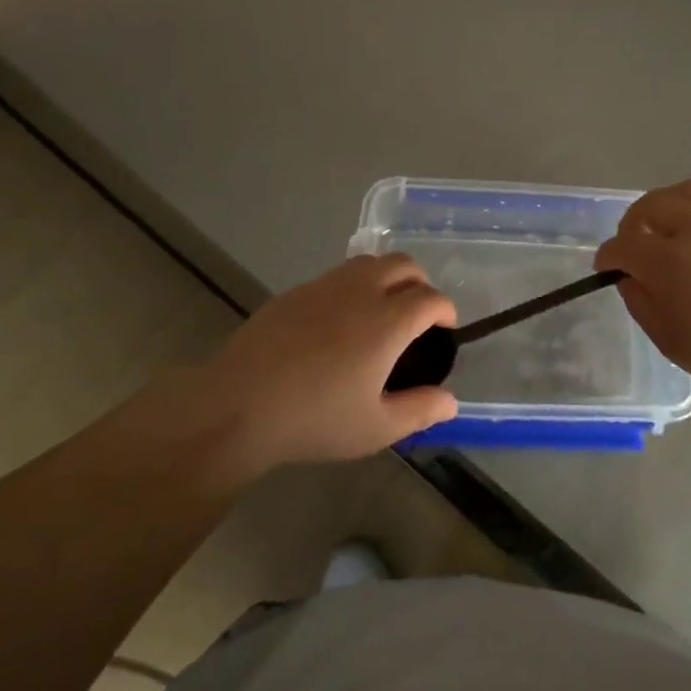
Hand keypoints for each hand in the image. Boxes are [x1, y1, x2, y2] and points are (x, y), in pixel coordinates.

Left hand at [204, 254, 458, 467]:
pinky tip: (339, 321)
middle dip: (420, 282)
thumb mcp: (376, 428)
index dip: (445, 310)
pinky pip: (336, 275)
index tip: (445, 328)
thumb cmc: (315, 420)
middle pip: (403, 264)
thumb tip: (451, 401)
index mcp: (387, 321)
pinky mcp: (295, 291)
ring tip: (382, 310)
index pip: (430, 298)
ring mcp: (324, 286)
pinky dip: (353, 286)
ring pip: (368, 262)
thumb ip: (419, 411)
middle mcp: (360, 292)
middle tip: (418, 313)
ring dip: (387, 277)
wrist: (239, 405)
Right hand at [597, 180, 690, 399]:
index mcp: (668, 261)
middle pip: (652, 204)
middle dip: (634, 221)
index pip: (623, 245)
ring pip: (688, 191)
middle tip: (635, 242)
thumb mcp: (667, 338)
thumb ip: (641, 302)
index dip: (608, 256)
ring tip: (669, 224)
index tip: (607, 267)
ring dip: (669, 204)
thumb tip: (630, 278)